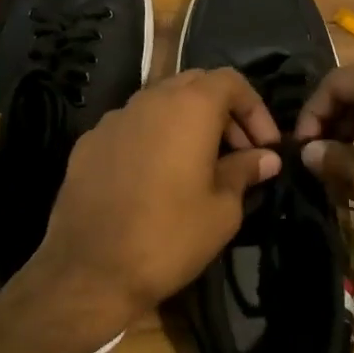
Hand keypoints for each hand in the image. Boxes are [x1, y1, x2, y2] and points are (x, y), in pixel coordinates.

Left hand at [23, 68, 281, 344]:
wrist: (90, 270)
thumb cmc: (169, 236)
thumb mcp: (222, 209)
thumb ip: (245, 172)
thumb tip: (265, 158)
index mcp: (188, 107)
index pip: (231, 81)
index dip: (255, 109)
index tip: (266, 146)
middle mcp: (149, 100)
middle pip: (194, 85)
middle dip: (222, 112)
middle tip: (238, 152)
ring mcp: (113, 120)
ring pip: (159, 104)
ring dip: (186, 124)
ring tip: (199, 165)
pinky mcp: (88, 144)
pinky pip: (130, 128)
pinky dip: (152, 140)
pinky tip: (155, 178)